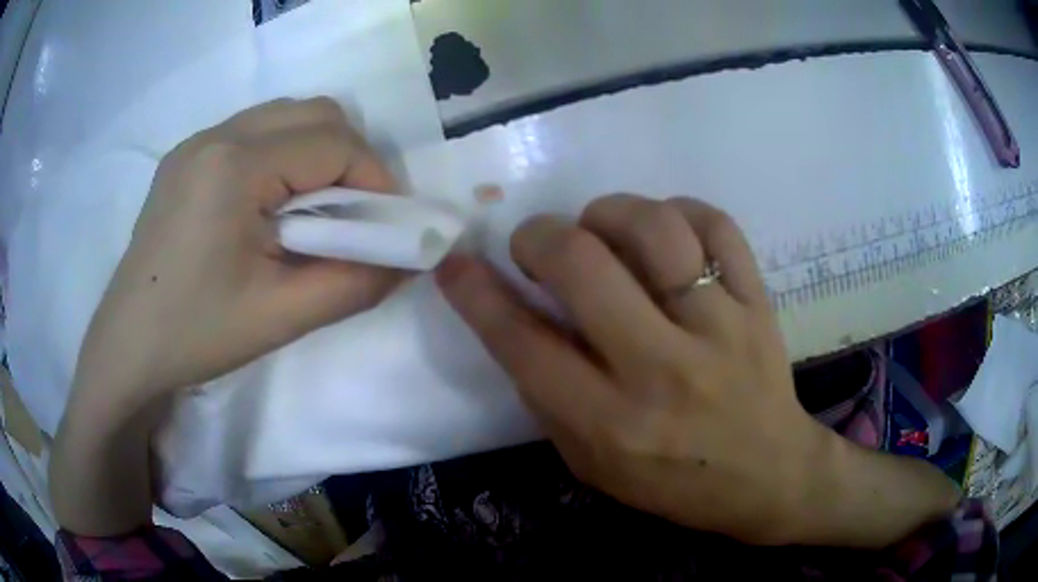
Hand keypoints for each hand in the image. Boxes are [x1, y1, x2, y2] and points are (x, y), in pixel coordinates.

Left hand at [53, 97, 404, 535]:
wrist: (128, 348)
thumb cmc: (196, 335)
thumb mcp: (281, 317)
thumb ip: (356, 283)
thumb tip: (410, 260)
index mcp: (233, 165)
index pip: (332, 142)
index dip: (375, 179)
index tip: (387, 225)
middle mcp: (216, 135)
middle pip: (313, 113)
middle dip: (351, 157)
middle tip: (354, 215)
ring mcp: (196, 143)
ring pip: (284, 116)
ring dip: (316, 153)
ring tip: (313, 211)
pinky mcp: (186, 158)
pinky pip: (253, 132)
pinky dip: (283, 156)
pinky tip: (271, 205)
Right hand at [437, 194, 959, 546]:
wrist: (768, 475)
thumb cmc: (673, 482)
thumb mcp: (592, 464)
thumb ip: (549, 395)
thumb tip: (513, 315)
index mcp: (610, 423)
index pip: (523, 343)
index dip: (475, 293)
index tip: (454, 262)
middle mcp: (662, 369)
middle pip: (582, 264)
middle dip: (539, 236)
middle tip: (536, 244)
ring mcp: (720, 328)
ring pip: (654, 228)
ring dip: (608, 212)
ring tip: (600, 229)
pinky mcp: (758, 303)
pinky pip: (717, 224)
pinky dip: (678, 210)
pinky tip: (664, 231)